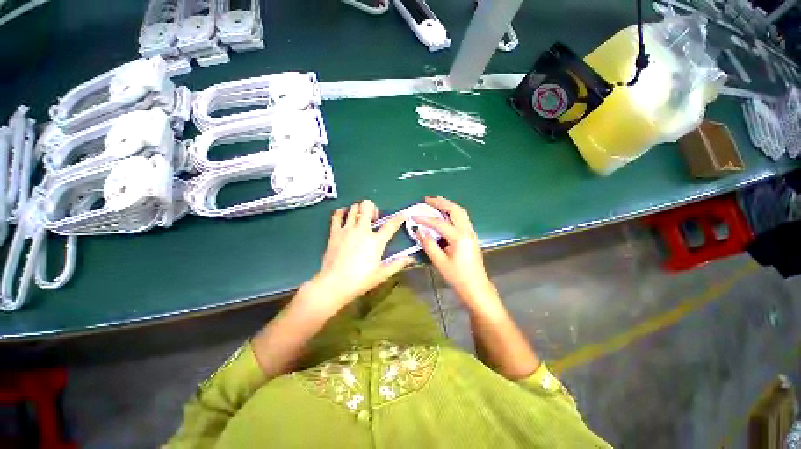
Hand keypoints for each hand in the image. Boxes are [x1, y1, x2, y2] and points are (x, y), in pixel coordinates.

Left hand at [304, 200, 412, 314]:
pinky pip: (337, 215)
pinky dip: (341, 212)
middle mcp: (362, 230)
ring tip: (360, 217)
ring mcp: (347, 230)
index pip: (391, 225)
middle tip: (373, 218)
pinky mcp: (334, 232)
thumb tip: (411, 259)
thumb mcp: (382, 274)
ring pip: (353, 208)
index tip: (403, 215)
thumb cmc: (360, 280)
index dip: (398, 218)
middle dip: (373, 208)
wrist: (334, 284)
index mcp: (376, 241)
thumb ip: (397, 264)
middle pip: (368, 207)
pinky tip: (344, 214)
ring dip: (359, 209)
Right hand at [414, 197, 497, 307]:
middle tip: (427, 199)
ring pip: (461, 212)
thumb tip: (419, 231)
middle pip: (455, 210)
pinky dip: (452, 212)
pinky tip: (444, 214)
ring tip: (435, 202)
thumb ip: (429, 244)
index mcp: (459, 237)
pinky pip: (462, 218)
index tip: (413, 216)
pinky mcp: (471, 236)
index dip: (425, 219)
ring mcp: (471, 232)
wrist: (476, 286)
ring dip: (448, 205)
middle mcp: (467, 231)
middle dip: (441, 202)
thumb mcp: (440, 262)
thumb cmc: (457, 276)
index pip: (439, 223)